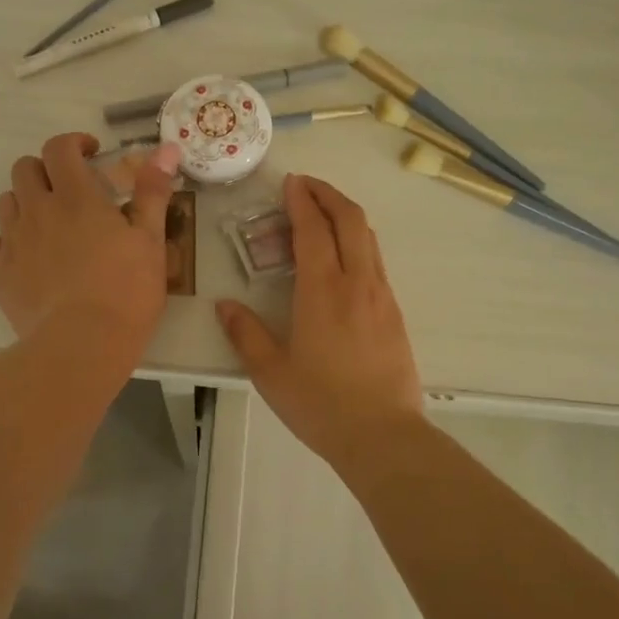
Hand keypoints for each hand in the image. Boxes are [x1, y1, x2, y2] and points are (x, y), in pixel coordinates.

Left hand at [0, 133, 181, 359]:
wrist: (82, 344)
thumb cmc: (126, 290)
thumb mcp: (150, 239)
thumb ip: (153, 191)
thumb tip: (166, 148)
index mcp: (75, 196)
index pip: (60, 148)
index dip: (74, 143)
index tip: (92, 154)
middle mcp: (37, 210)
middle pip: (25, 168)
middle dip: (46, 169)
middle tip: (70, 188)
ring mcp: (13, 242)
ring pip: (8, 202)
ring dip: (27, 201)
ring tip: (52, 223)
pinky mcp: (0, 273)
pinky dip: (10, 240)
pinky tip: (31, 256)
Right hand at [217, 174, 423, 464]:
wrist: (383, 435)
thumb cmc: (321, 404)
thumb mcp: (270, 372)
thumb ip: (245, 334)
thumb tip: (224, 306)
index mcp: (323, 291)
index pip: (313, 229)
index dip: (301, 201)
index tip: (290, 183)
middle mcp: (357, 282)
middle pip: (351, 219)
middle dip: (329, 194)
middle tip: (306, 186)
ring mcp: (381, 296)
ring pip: (369, 238)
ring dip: (346, 215)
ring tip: (323, 213)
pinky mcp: (394, 312)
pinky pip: (376, 261)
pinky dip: (358, 241)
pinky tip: (344, 257)